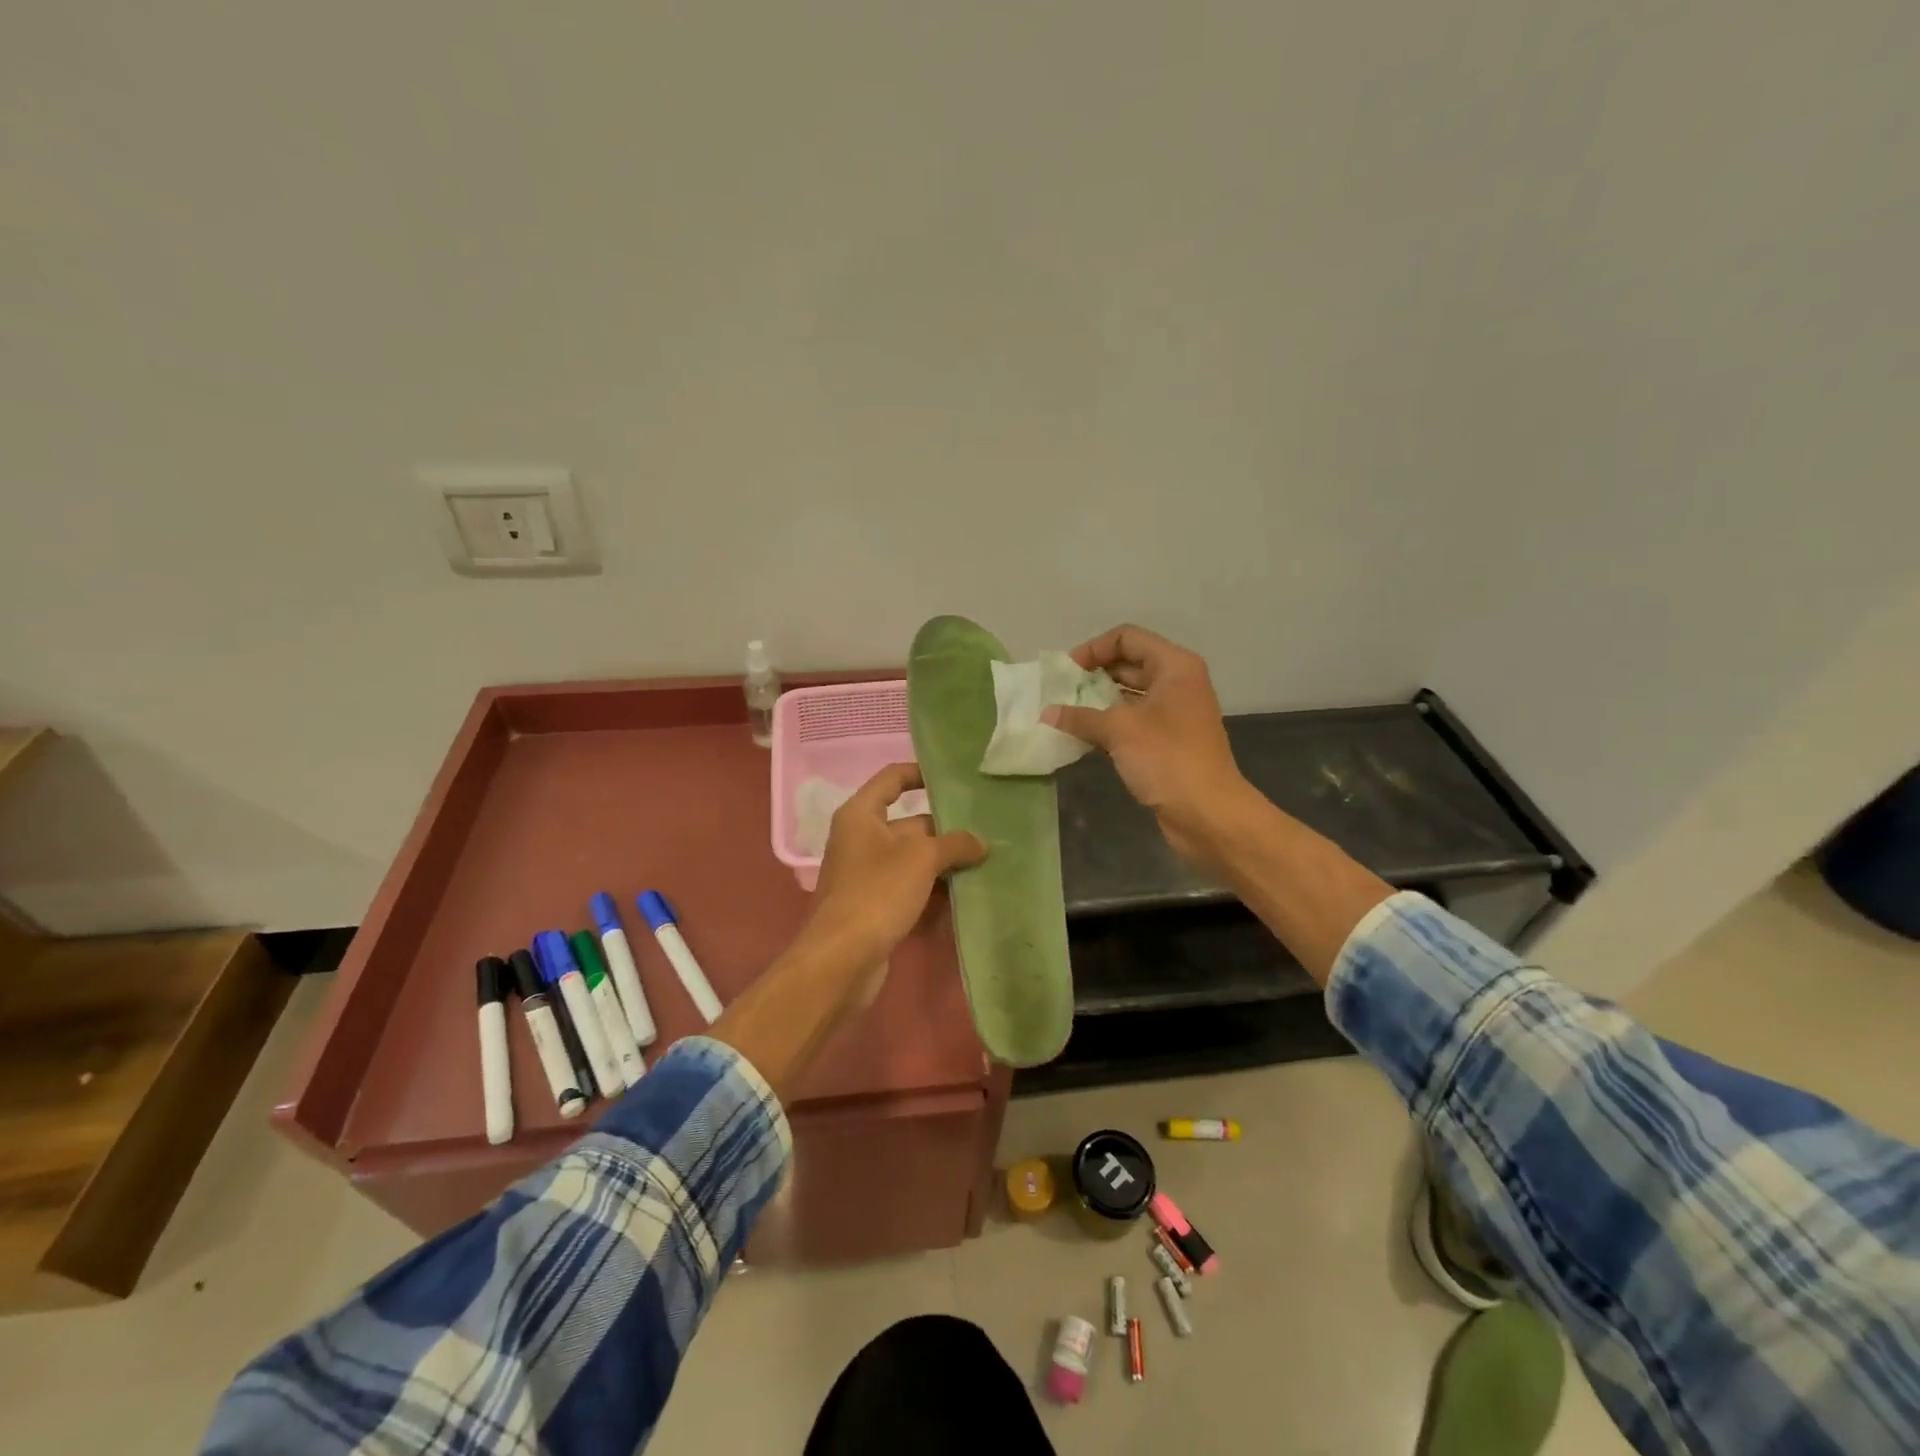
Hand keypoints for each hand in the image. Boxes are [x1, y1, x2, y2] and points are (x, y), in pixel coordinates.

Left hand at [802, 764, 987, 990]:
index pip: (893, 778)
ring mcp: (866, 875)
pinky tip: (964, 899)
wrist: (842, 959)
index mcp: (861, 815)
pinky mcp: (874, 906)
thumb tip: (979, 842)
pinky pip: (909, 890)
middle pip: (910, 824)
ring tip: (985, 864)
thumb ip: (954, 843)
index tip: (955, 779)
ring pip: (913, 860)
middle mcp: (860, 839)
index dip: (922, 773)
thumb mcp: (921, 859)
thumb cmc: (878, 892)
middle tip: (986, 831)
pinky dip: (932, 893)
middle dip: (946, 830)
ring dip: (943, 865)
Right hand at [1044, 624, 1249, 863]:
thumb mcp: (1119, 730)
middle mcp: (1177, 683)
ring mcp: (1175, 713)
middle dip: (1093, 675)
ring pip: (1129, 695)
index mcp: (1174, 666)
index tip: (1067, 673)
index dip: (1094, 649)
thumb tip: (1046, 714)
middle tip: (1060, 692)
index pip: (1127, 638)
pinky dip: (1109, 724)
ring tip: (1065, 713)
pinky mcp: (1168, 741)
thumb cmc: (1167, 759)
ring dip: (1098, 701)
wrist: (1208, 813)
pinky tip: (1083, 736)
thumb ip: (1080, 716)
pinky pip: (1133, 721)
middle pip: (1128, 663)